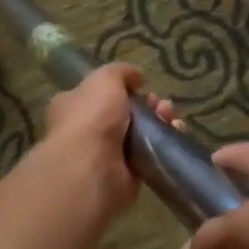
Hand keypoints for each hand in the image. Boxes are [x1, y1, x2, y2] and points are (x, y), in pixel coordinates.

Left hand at [40, 62, 181, 220]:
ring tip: (170, 117)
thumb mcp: (105, 80)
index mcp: (73, 106)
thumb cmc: (91, 118)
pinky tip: (175, 133)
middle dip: (147, 105)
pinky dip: (163, 145)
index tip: (142, 86)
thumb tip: (137, 76)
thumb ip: (121, 72)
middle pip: (124, 113)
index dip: (122, 88)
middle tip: (162, 104)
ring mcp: (106, 155)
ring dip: (158, 122)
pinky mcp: (126, 175)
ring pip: (139, 134)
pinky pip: (148, 156)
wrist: (93, 168)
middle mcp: (87, 130)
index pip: (98, 94)